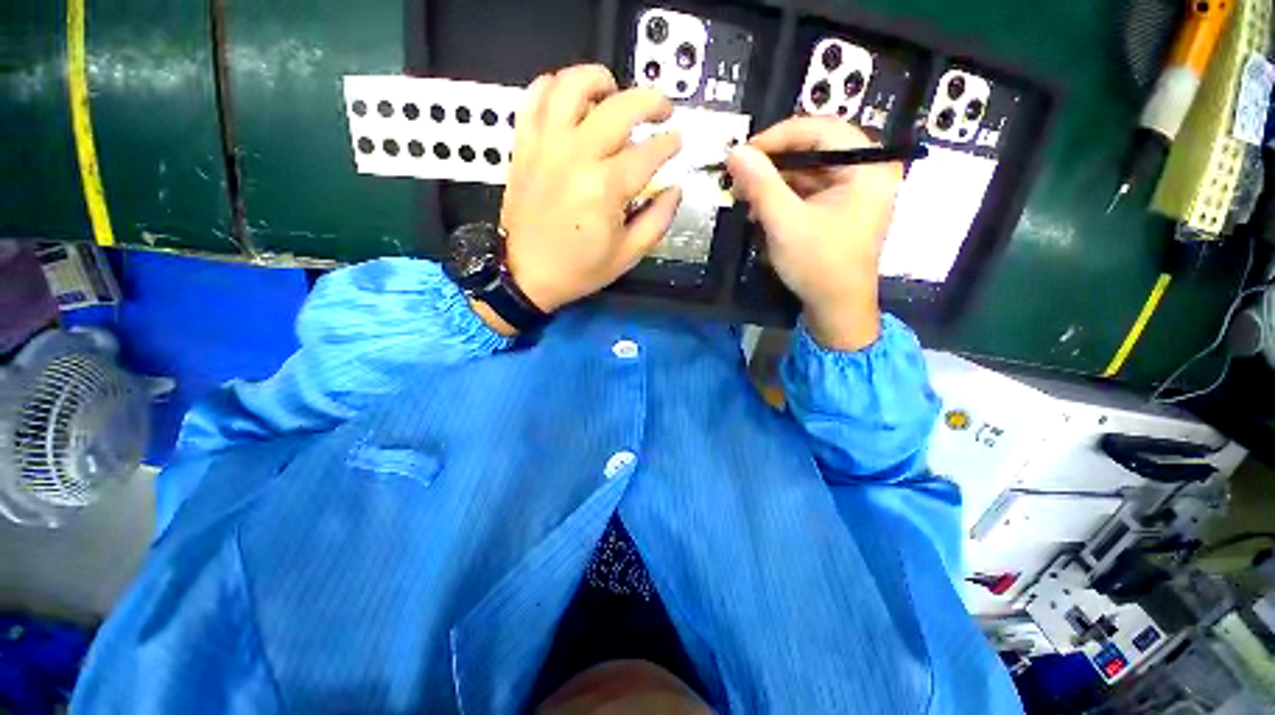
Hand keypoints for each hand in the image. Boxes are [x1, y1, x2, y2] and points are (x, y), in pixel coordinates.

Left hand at [500, 64, 683, 313]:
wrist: (519, 275)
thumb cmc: (574, 267)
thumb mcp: (629, 253)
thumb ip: (660, 216)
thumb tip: (676, 187)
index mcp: (605, 186)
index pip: (651, 148)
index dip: (671, 142)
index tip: (675, 142)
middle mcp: (574, 156)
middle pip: (621, 105)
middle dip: (652, 100)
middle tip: (660, 110)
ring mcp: (545, 145)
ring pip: (570, 86)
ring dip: (598, 79)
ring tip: (611, 91)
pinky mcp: (524, 143)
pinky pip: (532, 99)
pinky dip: (551, 87)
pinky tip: (570, 97)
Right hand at [726, 118, 902, 350]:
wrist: (840, 313)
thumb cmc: (822, 268)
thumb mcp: (786, 222)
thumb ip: (760, 181)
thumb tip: (734, 150)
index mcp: (868, 171)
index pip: (823, 128)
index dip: (782, 134)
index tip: (749, 151)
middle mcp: (869, 171)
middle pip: (818, 141)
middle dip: (778, 153)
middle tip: (746, 167)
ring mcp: (859, 186)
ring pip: (812, 159)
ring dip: (778, 171)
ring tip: (747, 189)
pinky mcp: (847, 200)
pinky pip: (814, 178)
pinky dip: (787, 185)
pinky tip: (762, 201)